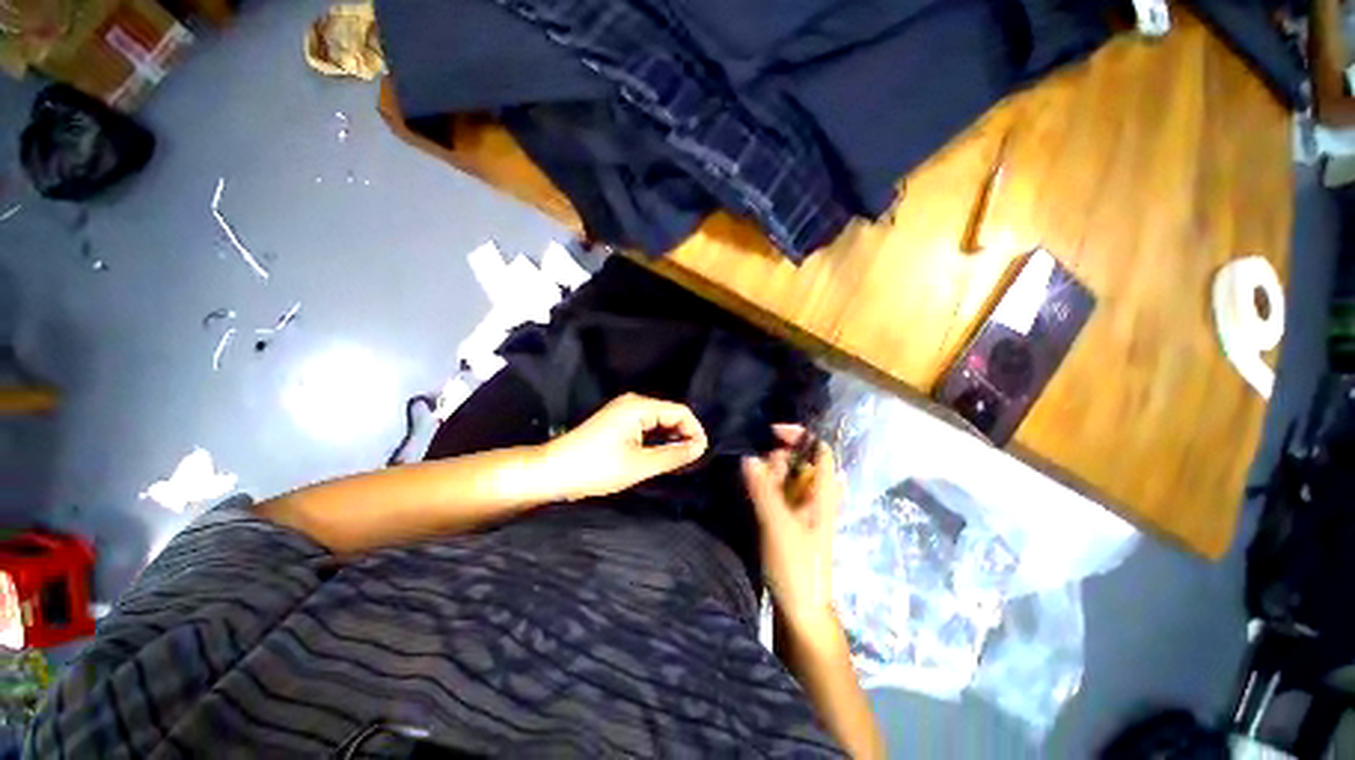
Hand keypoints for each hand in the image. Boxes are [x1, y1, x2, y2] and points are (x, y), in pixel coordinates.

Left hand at [541, 393, 707, 500]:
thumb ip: (673, 455)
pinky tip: (660, 456)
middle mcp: (633, 403)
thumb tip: (699, 448)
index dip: (695, 430)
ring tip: (679, 461)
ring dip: (670, 439)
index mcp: (639, 407)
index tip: (701, 454)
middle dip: (684, 435)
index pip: (680, 412)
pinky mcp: (617, 422)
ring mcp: (624, 412)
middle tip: (691, 460)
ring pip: (659, 422)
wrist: (553, 471)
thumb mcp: (639, 464)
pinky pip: (646, 427)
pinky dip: (656, 440)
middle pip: (670, 414)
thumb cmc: (596, 467)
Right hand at [742, 425, 843, 630]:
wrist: (801, 610)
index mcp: (824, 494)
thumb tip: (749, 457)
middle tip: (757, 471)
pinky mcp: (789, 520)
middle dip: (777, 458)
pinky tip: (752, 493)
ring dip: (768, 473)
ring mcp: (802, 509)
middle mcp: (815, 496)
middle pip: (799, 461)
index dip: (799, 436)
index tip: (771, 433)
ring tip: (752, 485)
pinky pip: (778, 493)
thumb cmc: (796, 567)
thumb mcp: (778, 525)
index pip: (819, 450)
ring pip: (786, 477)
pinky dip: (765, 487)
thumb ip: (764, 490)